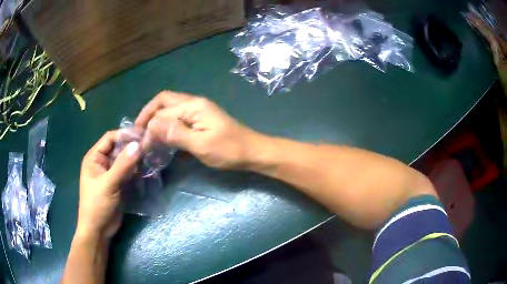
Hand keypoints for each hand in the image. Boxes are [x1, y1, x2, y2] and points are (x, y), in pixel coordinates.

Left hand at [77, 131, 140, 240]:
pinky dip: (138, 171)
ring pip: (126, 161)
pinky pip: (129, 173)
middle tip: (151, 146)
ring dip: (137, 160)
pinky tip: (148, 170)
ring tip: (152, 157)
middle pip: (119, 148)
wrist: (99, 230)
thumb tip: (138, 145)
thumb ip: (122, 165)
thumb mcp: (108, 184)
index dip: (125, 134)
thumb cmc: (97, 205)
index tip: (142, 134)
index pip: (110, 138)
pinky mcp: (119, 184)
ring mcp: (112, 174)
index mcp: (95, 158)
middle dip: (133, 147)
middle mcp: (103, 162)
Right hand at [135, 91, 259, 169]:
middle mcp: (194, 103)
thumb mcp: (200, 144)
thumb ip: (175, 134)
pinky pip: (178, 118)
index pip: (162, 111)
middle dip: (149, 115)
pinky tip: (163, 138)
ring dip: (157, 119)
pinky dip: (167, 125)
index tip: (141, 144)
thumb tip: (151, 126)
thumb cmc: (229, 150)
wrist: (252, 152)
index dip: (148, 126)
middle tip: (139, 132)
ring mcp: (198, 111)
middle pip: (164, 102)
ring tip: (148, 135)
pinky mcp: (200, 120)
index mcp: (193, 106)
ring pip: (170, 109)